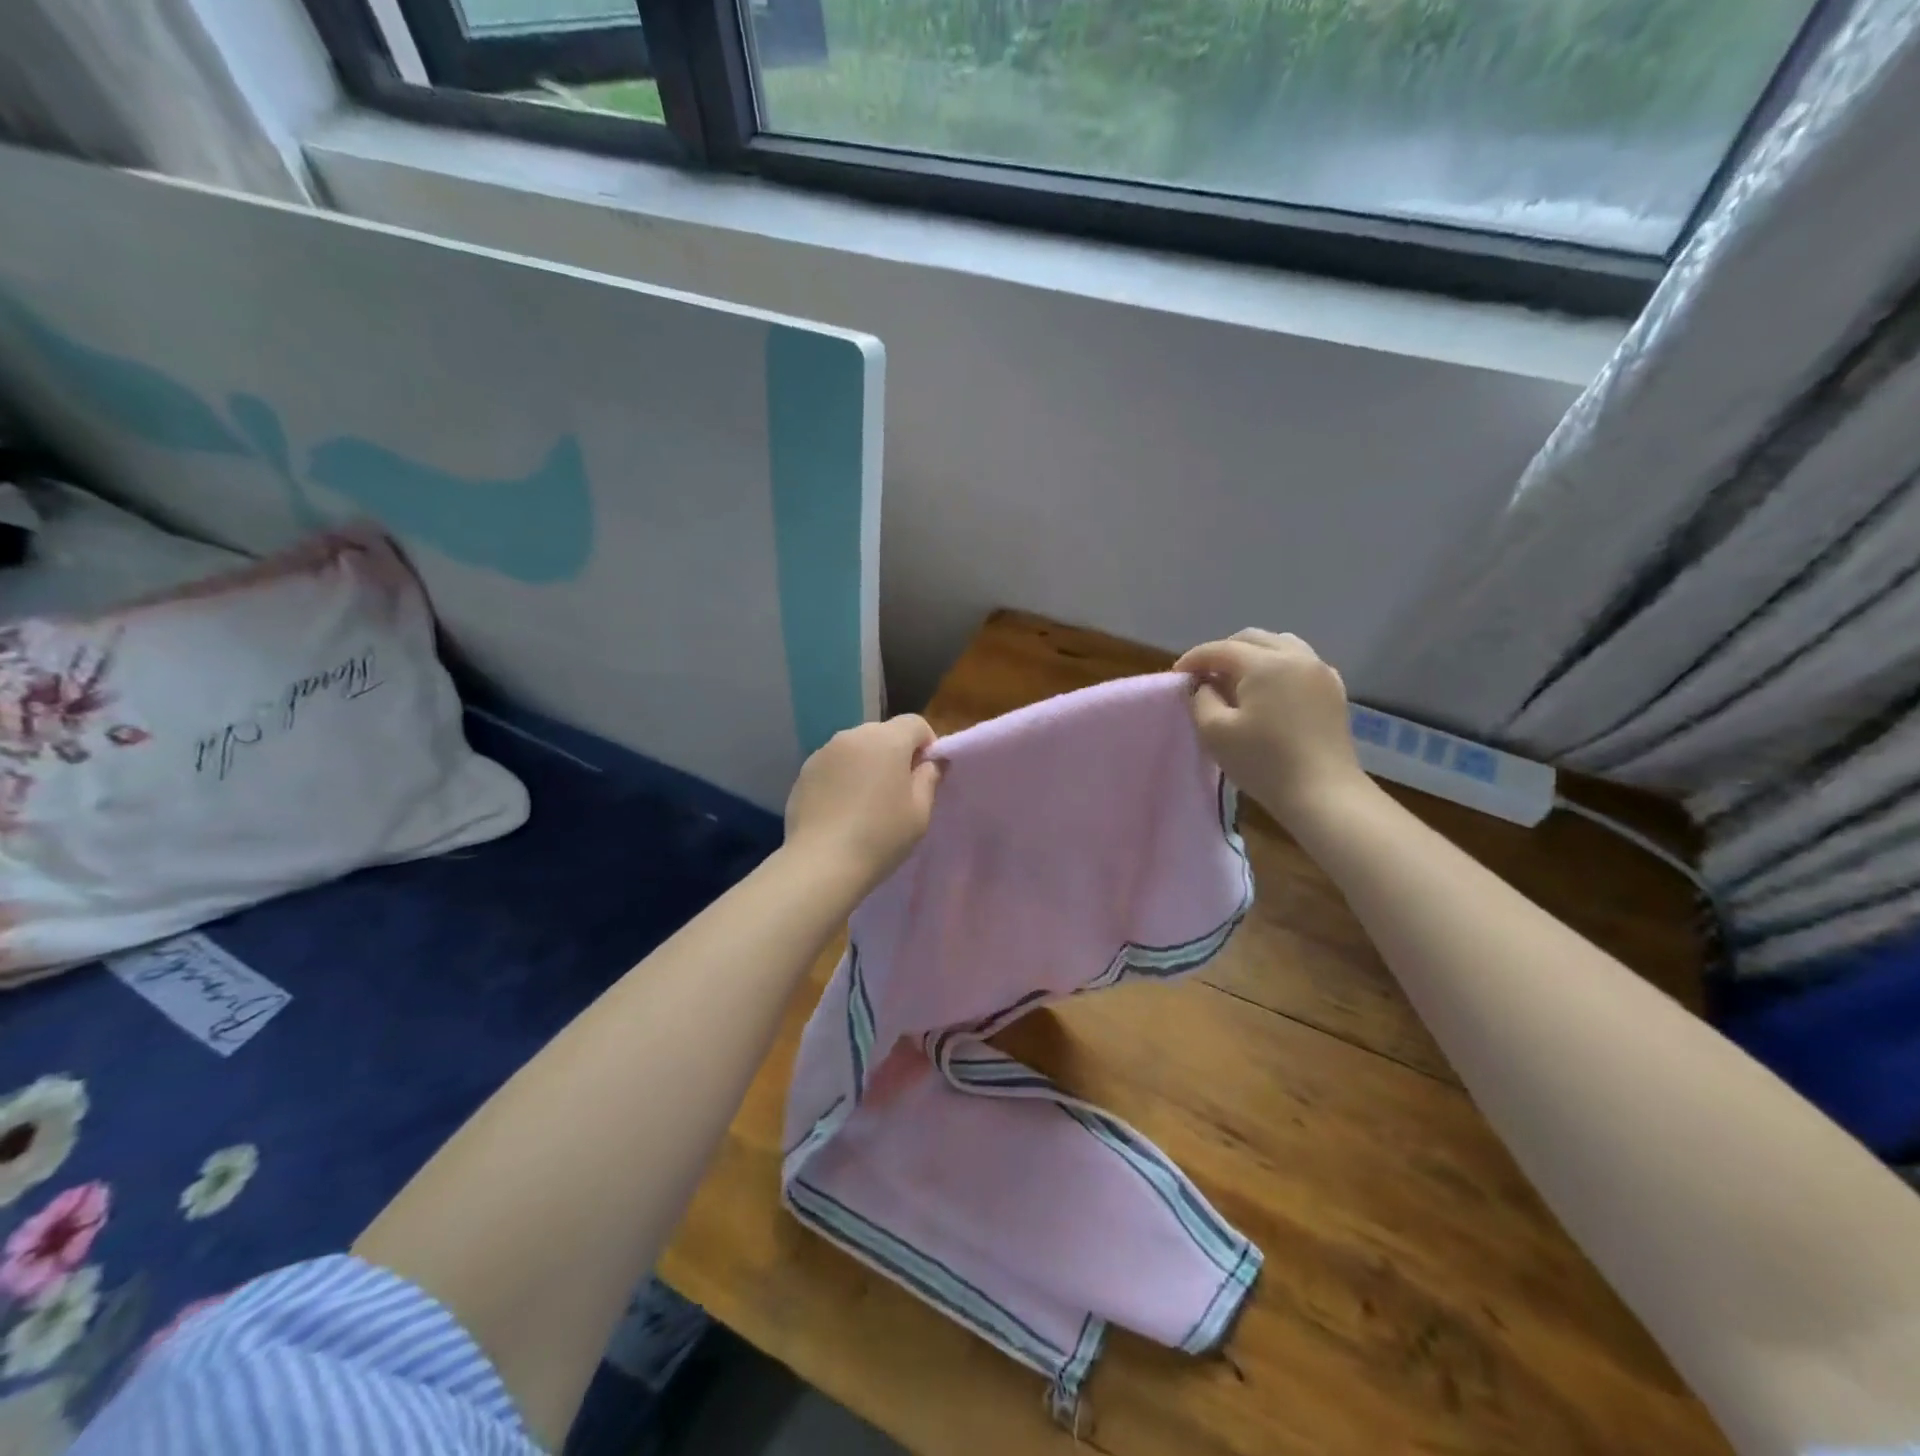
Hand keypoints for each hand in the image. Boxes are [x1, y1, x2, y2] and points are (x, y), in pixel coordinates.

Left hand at [784, 715, 942, 892]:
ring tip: (868, 801)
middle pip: (884, 733)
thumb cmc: (880, 836)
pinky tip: (843, 808)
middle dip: (896, 753)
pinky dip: (843, 777)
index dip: (927, 744)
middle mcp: (853, 735)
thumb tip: (931, 763)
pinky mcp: (804, 771)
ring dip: (868, 764)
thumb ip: (929, 778)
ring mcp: (824, 752)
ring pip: (856, 748)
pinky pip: (834, 764)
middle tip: (899, 790)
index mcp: (886, 740)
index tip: (926, 774)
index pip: (915, 723)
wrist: (821, 862)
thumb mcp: (920, 812)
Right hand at [1175, 629, 1368, 829]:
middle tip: (1205, 676)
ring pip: (1280, 645)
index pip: (1220, 649)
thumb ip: (1201, 700)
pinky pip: (1301, 663)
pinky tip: (1269, 691)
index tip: (1177, 676)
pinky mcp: (1334, 690)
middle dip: (1223, 652)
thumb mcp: (1215, 732)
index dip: (1194, 659)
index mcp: (1265, 664)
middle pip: (1252, 639)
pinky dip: (1278, 667)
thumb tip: (1205, 685)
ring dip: (1253, 655)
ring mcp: (1321, 671)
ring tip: (1237, 680)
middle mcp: (1296, 657)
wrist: (1323, 793)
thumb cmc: (1263, 762)